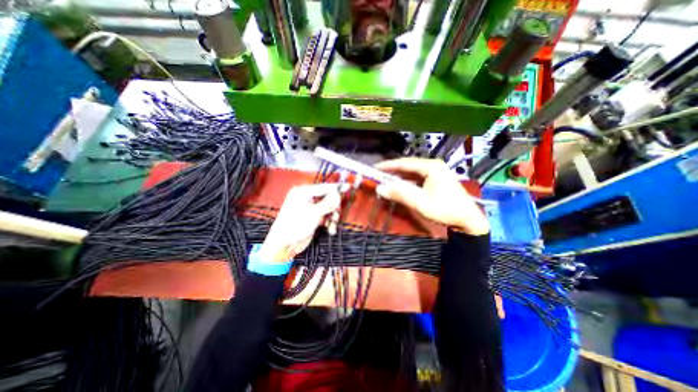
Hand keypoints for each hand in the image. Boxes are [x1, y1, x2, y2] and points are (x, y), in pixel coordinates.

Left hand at [259, 184, 342, 262]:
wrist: (284, 244)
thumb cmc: (295, 225)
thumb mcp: (314, 213)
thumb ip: (328, 202)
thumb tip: (338, 193)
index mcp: (303, 192)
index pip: (325, 187)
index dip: (338, 188)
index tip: (349, 186)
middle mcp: (306, 198)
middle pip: (328, 198)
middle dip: (334, 207)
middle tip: (336, 214)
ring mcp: (309, 207)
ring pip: (328, 208)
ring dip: (333, 217)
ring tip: (332, 225)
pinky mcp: (312, 217)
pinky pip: (325, 215)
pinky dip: (329, 222)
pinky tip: (330, 229)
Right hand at [373, 157, 486, 233]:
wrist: (468, 219)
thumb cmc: (445, 209)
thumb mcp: (420, 203)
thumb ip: (400, 194)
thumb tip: (380, 188)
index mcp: (431, 167)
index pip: (405, 163)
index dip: (389, 165)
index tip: (376, 167)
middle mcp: (434, 165)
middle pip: (409, 165)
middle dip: (394, 170)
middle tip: (380, 174)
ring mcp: (437, 172)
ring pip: (413, 171)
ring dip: (400, 176)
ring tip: (387, 179)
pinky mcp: (438, 179)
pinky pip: (418, 177)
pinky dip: (408, 180)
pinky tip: (401, 185)